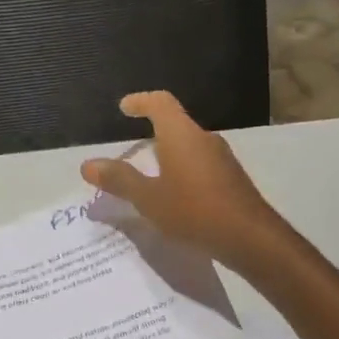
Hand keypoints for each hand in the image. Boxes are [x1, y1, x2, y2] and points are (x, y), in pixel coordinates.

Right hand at [80, 92, 288, 271]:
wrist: (250, 237)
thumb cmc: (194, 211)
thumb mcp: (148, 199)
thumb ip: (119, 180)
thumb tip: (87, 164)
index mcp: (181, 134)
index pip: (160, 102)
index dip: (140, 101)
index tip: (124, 108)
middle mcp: (203, 138)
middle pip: (175, 125)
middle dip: (152, 134)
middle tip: (131, 153)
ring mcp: (222, 158)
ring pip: (189, 147)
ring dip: (168, 156)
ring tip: (149, 178)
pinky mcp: (232, 179)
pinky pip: (201, 165)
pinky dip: (183, 172)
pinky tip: (176, 198)